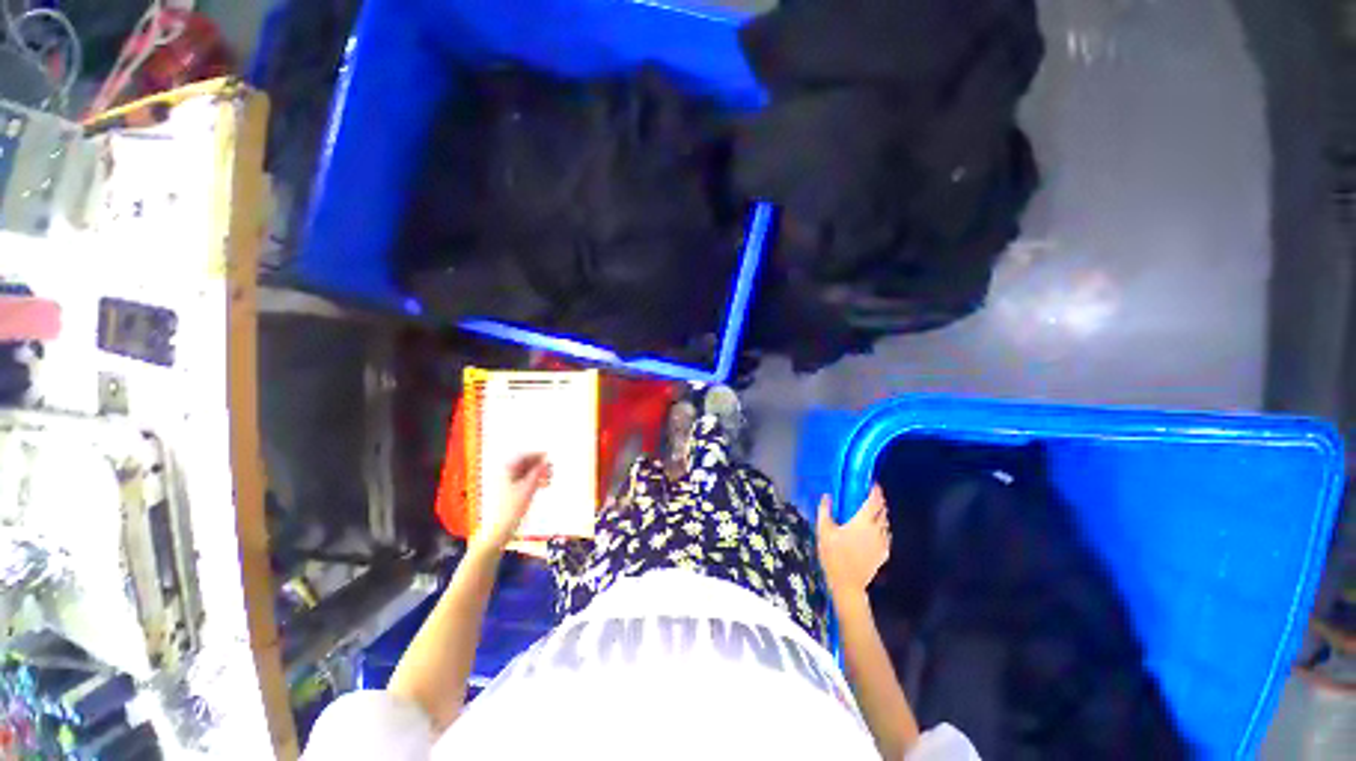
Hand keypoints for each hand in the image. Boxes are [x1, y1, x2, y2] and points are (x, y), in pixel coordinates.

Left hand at [473, 453, 552, 552]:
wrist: (500, 530)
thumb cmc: (511, 508)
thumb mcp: (527, 488)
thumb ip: (537, 473)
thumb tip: (544, 461)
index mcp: (505, 471)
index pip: (522, 456)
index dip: (536, 455)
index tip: (548, 456)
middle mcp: (504, 475)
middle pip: (524, 464)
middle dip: (538, 465)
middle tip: (551, 468)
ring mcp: (506, 484)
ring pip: (525, 473)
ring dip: (537, 473)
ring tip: (549, 477)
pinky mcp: (509, 493)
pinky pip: (524, 481)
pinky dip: (534, 481)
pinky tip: (543, 485)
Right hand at [816, 484, 891, 598]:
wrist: (847, 584)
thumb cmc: (833, 555)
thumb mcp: (823, 530)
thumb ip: (825, 510)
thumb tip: (827, 496)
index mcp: (863, 521)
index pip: (874, 501)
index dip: (876, 491)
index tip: (873, 484)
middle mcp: (876, 530)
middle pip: (883, 511)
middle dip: (879, 502)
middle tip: (870, 496)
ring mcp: (882, 543)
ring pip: (886, 523)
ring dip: (881, 515)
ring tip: (871, 512)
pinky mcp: (883, 553)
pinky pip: (886, 536)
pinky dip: (882, 529)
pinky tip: (873, 531)